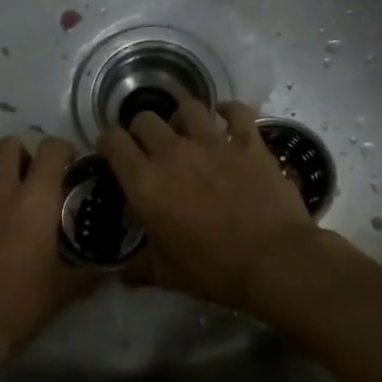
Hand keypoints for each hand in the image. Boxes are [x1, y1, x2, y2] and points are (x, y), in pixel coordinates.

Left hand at [0, 135, 93, 357]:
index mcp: (36, 199)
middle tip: (31, 181)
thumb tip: (111, 269)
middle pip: (10, 145)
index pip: (52, 149)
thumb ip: (89, 273)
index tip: (69, 167)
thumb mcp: (63, 291)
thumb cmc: (17, 305)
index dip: (63, 151)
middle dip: (23, 156)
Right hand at [97, 99, 316, 312]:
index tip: (113, 154)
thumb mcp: (166, 274)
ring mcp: (212, 142)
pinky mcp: (248, 141)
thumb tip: (122, 274)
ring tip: (186, 132)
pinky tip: (226, 117)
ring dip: (181, 117)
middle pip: (145, 119)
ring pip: (187, 107)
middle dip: (141, 131)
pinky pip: (236, 111)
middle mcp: (172, 152)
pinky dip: (229, 110)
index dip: (108, 143)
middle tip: (150, 149)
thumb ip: (139, 267)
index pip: (112, 141)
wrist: (273, 261)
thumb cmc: (212, 270)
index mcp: (144, 182)